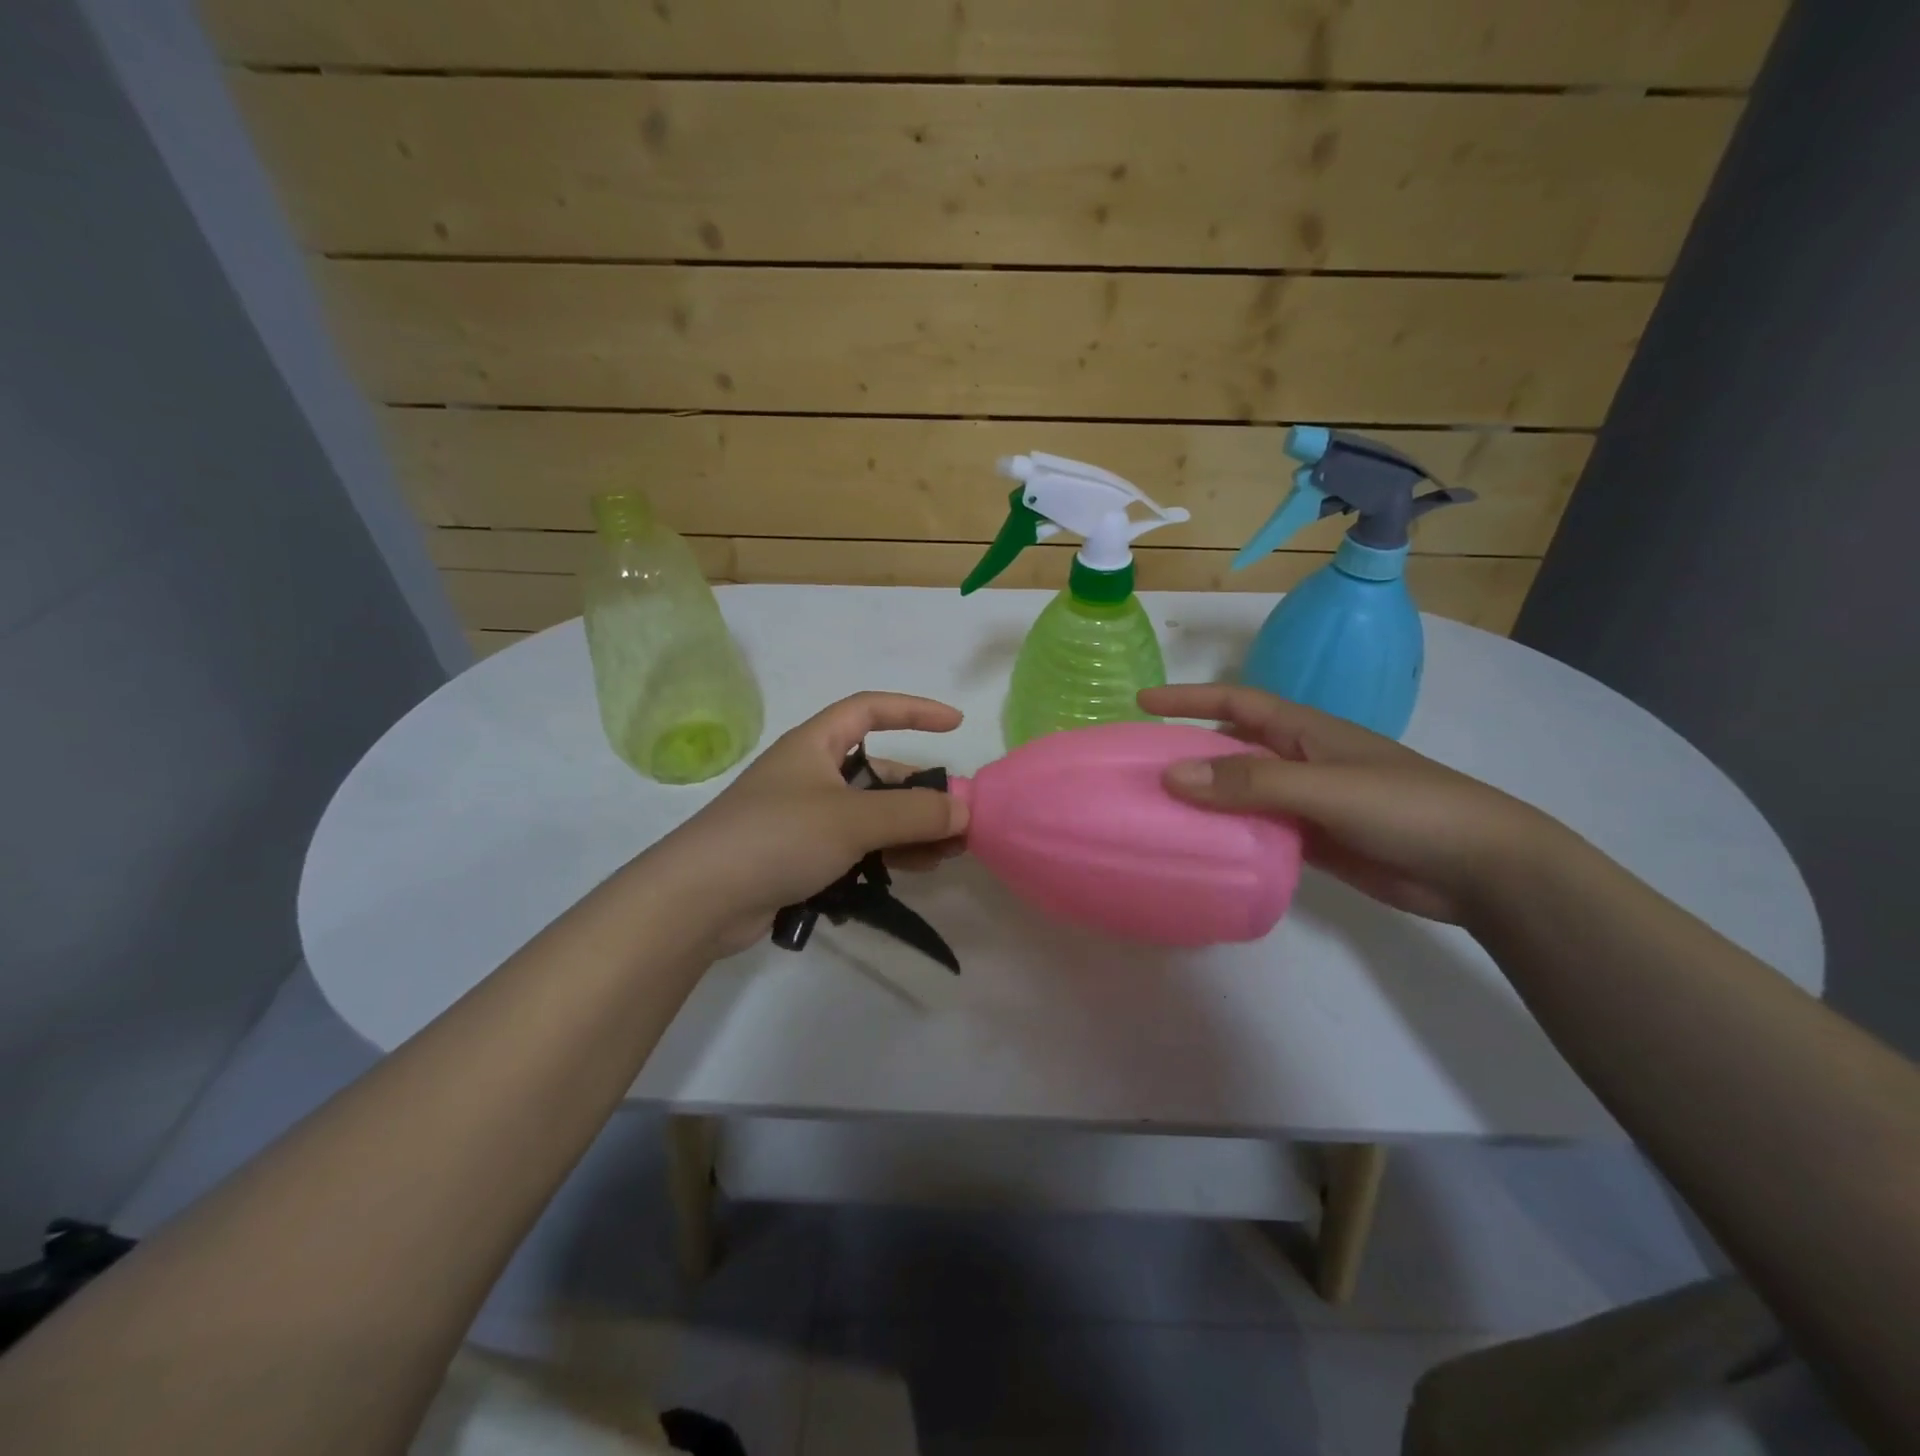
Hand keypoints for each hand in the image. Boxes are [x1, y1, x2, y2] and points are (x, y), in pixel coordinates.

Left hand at [655, 692, 969, 953]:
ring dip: (909, 829)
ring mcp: (804, 818)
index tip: (955, 725)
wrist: (700, 900)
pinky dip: (885, 855)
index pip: (870, 710)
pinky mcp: (800, 857)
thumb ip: (913, 813)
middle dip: (920, 792)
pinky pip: (855, 847)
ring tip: (947, 854)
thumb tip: (964, 811)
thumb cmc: (778, 837)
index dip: (914, 711)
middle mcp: (810, 775)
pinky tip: (913, 872)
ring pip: (870, 814)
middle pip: (878, 771)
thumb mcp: (853, 819)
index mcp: (815, 745)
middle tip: (958, 820)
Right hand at [1138, 683, 1560, 924]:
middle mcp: (1299, 760)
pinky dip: (1228, 836)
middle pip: (1230, 749)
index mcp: (1304, 731)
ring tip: (1154, 813)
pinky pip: (1257, 831)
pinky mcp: (1314, 842)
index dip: (1187, 699)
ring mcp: (1307, 803)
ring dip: (1203, 799)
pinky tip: (1199, 850)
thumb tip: (1171, 776)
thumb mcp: (1325, 787)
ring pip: (1240, 794)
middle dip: (1186, 752)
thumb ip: (1249, 783)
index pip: (1234, 703)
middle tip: (1136, 769)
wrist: (1481, 868)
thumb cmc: (1406, 807)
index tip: (1140, 704)